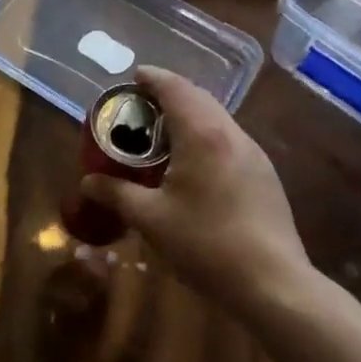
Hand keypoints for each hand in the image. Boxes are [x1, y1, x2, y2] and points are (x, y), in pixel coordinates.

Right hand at [80, 67, 313, 316]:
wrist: (273, 283)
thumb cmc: (206, 244)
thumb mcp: (151, 219)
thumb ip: (116, 194)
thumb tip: (88, 182)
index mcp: (202, 134)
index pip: (175, 88)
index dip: (153, 78)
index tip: (133, 78)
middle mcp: (231, 134)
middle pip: (198, 98)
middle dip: (169, 95)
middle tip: (141, 108)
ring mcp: (254, 154)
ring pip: (217, 119)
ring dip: (189, 116)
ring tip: (162, 135)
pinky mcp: (264, 175)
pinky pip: (229, 140)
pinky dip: (206, 137)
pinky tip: (193, 166)